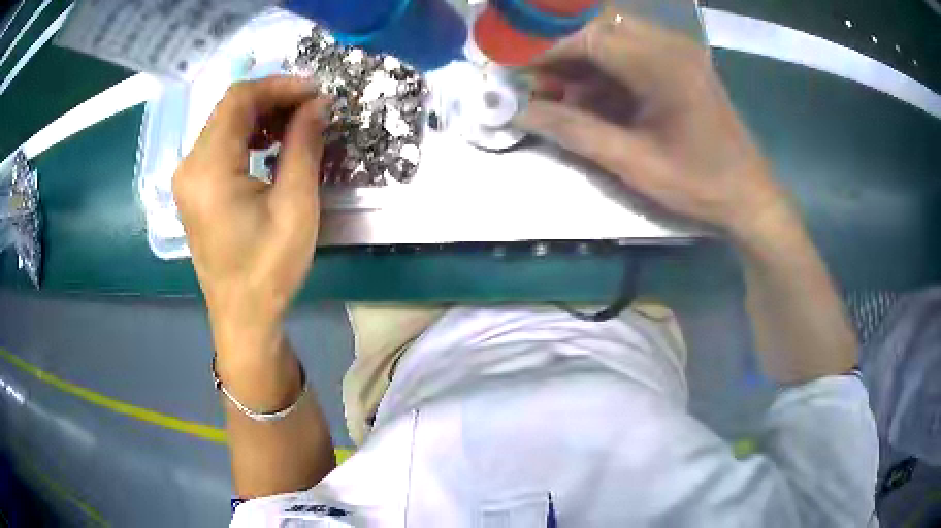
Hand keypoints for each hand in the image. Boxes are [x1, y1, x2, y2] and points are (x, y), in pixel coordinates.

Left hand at [173, 77, 329, 346]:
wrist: (242, 316)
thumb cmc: (269, 268)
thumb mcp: (295, 205)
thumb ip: (304, 145)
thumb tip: (318, 104)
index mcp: (208, 169)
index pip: (239, 100)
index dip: (280, 86)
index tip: (316, 93)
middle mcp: (189, 165)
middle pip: (229, 108)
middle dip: (273, 98)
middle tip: (312, 108)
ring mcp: (187, 177)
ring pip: (224, 123)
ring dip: (261, 115)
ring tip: (296, 126)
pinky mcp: (193, 187)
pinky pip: (219, 144)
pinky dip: (247, 134)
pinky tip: (270, 145)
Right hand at [515, 10, 794, 241]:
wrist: (749, 196)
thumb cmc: (698, 184)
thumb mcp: (633, 163)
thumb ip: (573, 132)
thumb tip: (519, 113)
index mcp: (662, 64)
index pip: (587, 36)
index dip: (543, 49)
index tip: (511, 69)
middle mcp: (670, 44)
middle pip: (597, 28)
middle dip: (560, 52)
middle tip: (533, 83)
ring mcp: (678, 51)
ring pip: (612, 37)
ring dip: (581, 61)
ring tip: (557, 94)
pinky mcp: (681, 63)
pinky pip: (631, 52)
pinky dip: (604, 70)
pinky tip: (591, 98)